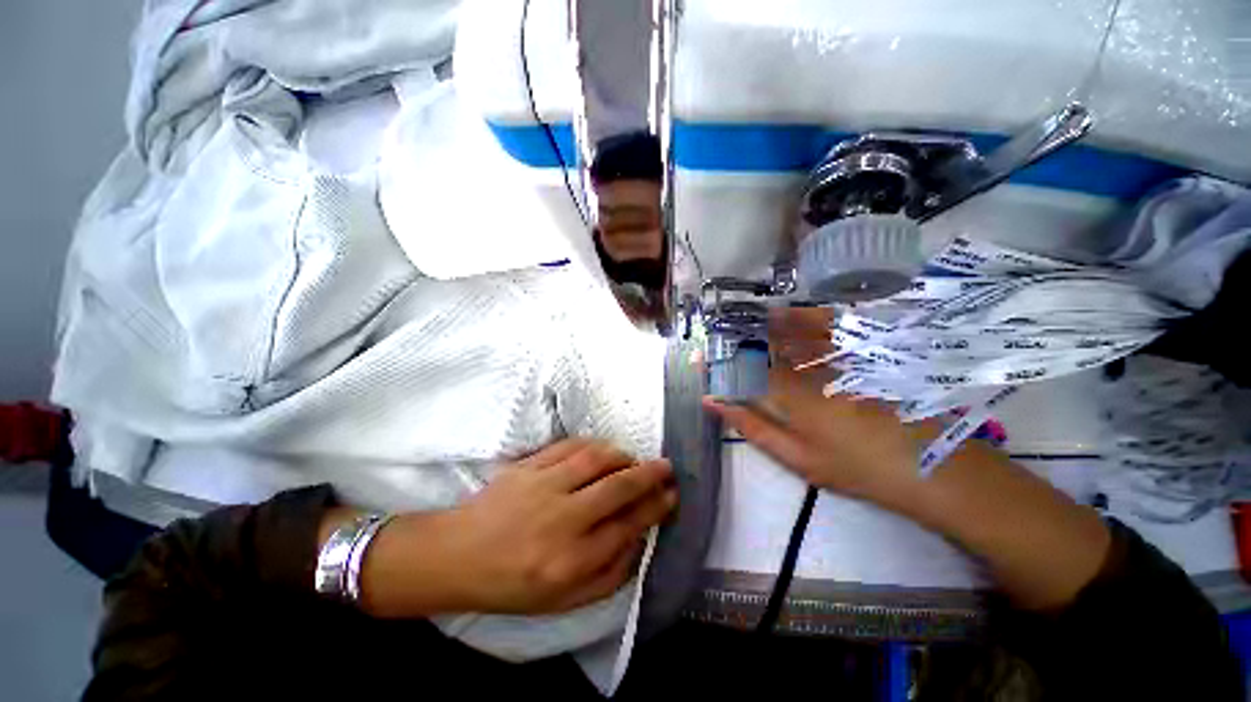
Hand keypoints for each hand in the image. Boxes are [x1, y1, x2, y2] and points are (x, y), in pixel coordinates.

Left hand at [358, 439, 676, 617]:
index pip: (627, 526)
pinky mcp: (528, 466)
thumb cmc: (511, 585)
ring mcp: (542, 486)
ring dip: (623, 456)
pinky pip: (570, 446)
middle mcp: (560, 520)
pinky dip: (594, 445)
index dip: (655, 508)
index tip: (671, 495)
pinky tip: (603, 450)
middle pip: (618, 487)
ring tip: (633, 461)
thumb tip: (639, 539)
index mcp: (569, 562)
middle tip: (667, 468)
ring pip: (596, 459)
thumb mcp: (563, 602)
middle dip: (649, 475)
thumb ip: (609, 575)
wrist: (457, 555)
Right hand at [705, 309, 1110, 610]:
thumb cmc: (856, 468)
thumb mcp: (797, 457)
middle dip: (741, 336)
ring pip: (792, 330)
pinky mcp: (862, 352)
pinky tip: (791, 314)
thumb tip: (714, 403)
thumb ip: (753, 427)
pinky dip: (805, 316)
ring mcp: (836, 356)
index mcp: (787, 394)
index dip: (723, 360)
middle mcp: (807, 367)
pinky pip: (829, 324)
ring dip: (765, 322)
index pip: (743, 368)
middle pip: (766, 344)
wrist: (929, 464)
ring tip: (747, 318)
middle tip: (722, 329)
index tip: (706, 355)